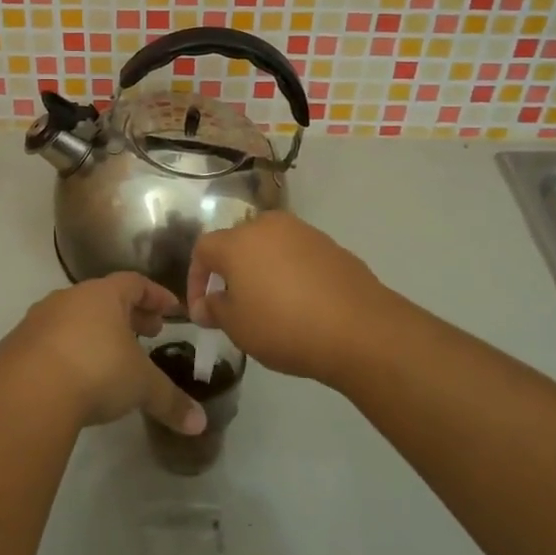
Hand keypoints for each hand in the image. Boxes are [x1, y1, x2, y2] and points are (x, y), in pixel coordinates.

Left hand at [0, 274, 206, 434]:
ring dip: (93, 332)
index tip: (171, 310)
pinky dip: (64, 353)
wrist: (28, 393)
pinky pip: (47, 343)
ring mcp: (38, 320)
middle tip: (147, 333)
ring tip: (109, 357)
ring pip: (73, 318)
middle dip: (128, 315)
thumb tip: (200, 424)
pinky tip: (71, 377)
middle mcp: (69, 298)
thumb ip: (171, 401)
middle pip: (103, 299)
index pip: (135, 283)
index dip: (156, 296)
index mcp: (103, 295)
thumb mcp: (141, 387)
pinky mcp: (14, 346)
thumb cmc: (96, 372)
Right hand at [186, 212, 399, 387]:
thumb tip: (208, 303)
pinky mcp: (330, 245)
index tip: (203, 311)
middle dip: (230, 272)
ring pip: (269, 247)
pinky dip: (290, 273)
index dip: (196, 279)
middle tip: (234, 306)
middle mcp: (267, 226)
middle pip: (237, 243)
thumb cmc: (285, 327)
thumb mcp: (238, 327)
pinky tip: (300, 304)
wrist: (359, 328)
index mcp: (238, 241)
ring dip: (261, 270)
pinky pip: (297, 255)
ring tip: (268, 305)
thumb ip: (215, 309)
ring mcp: (303, 232)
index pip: (203, 249)